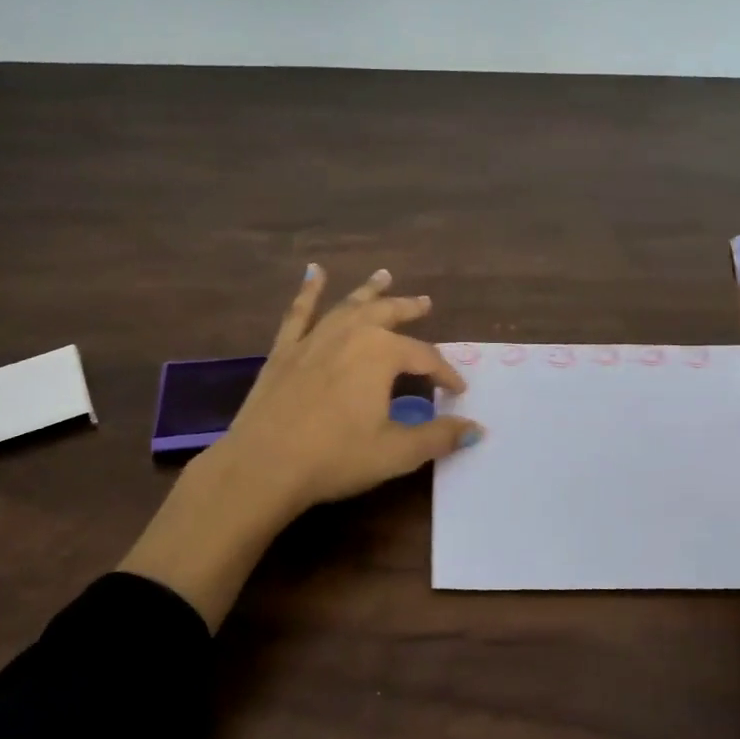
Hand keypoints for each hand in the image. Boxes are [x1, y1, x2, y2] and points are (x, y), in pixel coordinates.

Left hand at [121, 264, 482, 630]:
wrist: (263, 465)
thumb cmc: (336, 458)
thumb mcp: (396, 452)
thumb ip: (439, 437)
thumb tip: (476, 428)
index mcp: (382, 353)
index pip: (425, 358)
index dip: (445, 374)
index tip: (458, 391)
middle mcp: (351, 334)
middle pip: (388, 315)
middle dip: (409, 309)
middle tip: (425, 302)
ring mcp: (314, 338)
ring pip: (348, 306)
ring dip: (369, 291)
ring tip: (384, 276)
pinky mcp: (284, 350)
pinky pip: (299, 313)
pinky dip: (308, 291)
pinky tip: (314, 273)